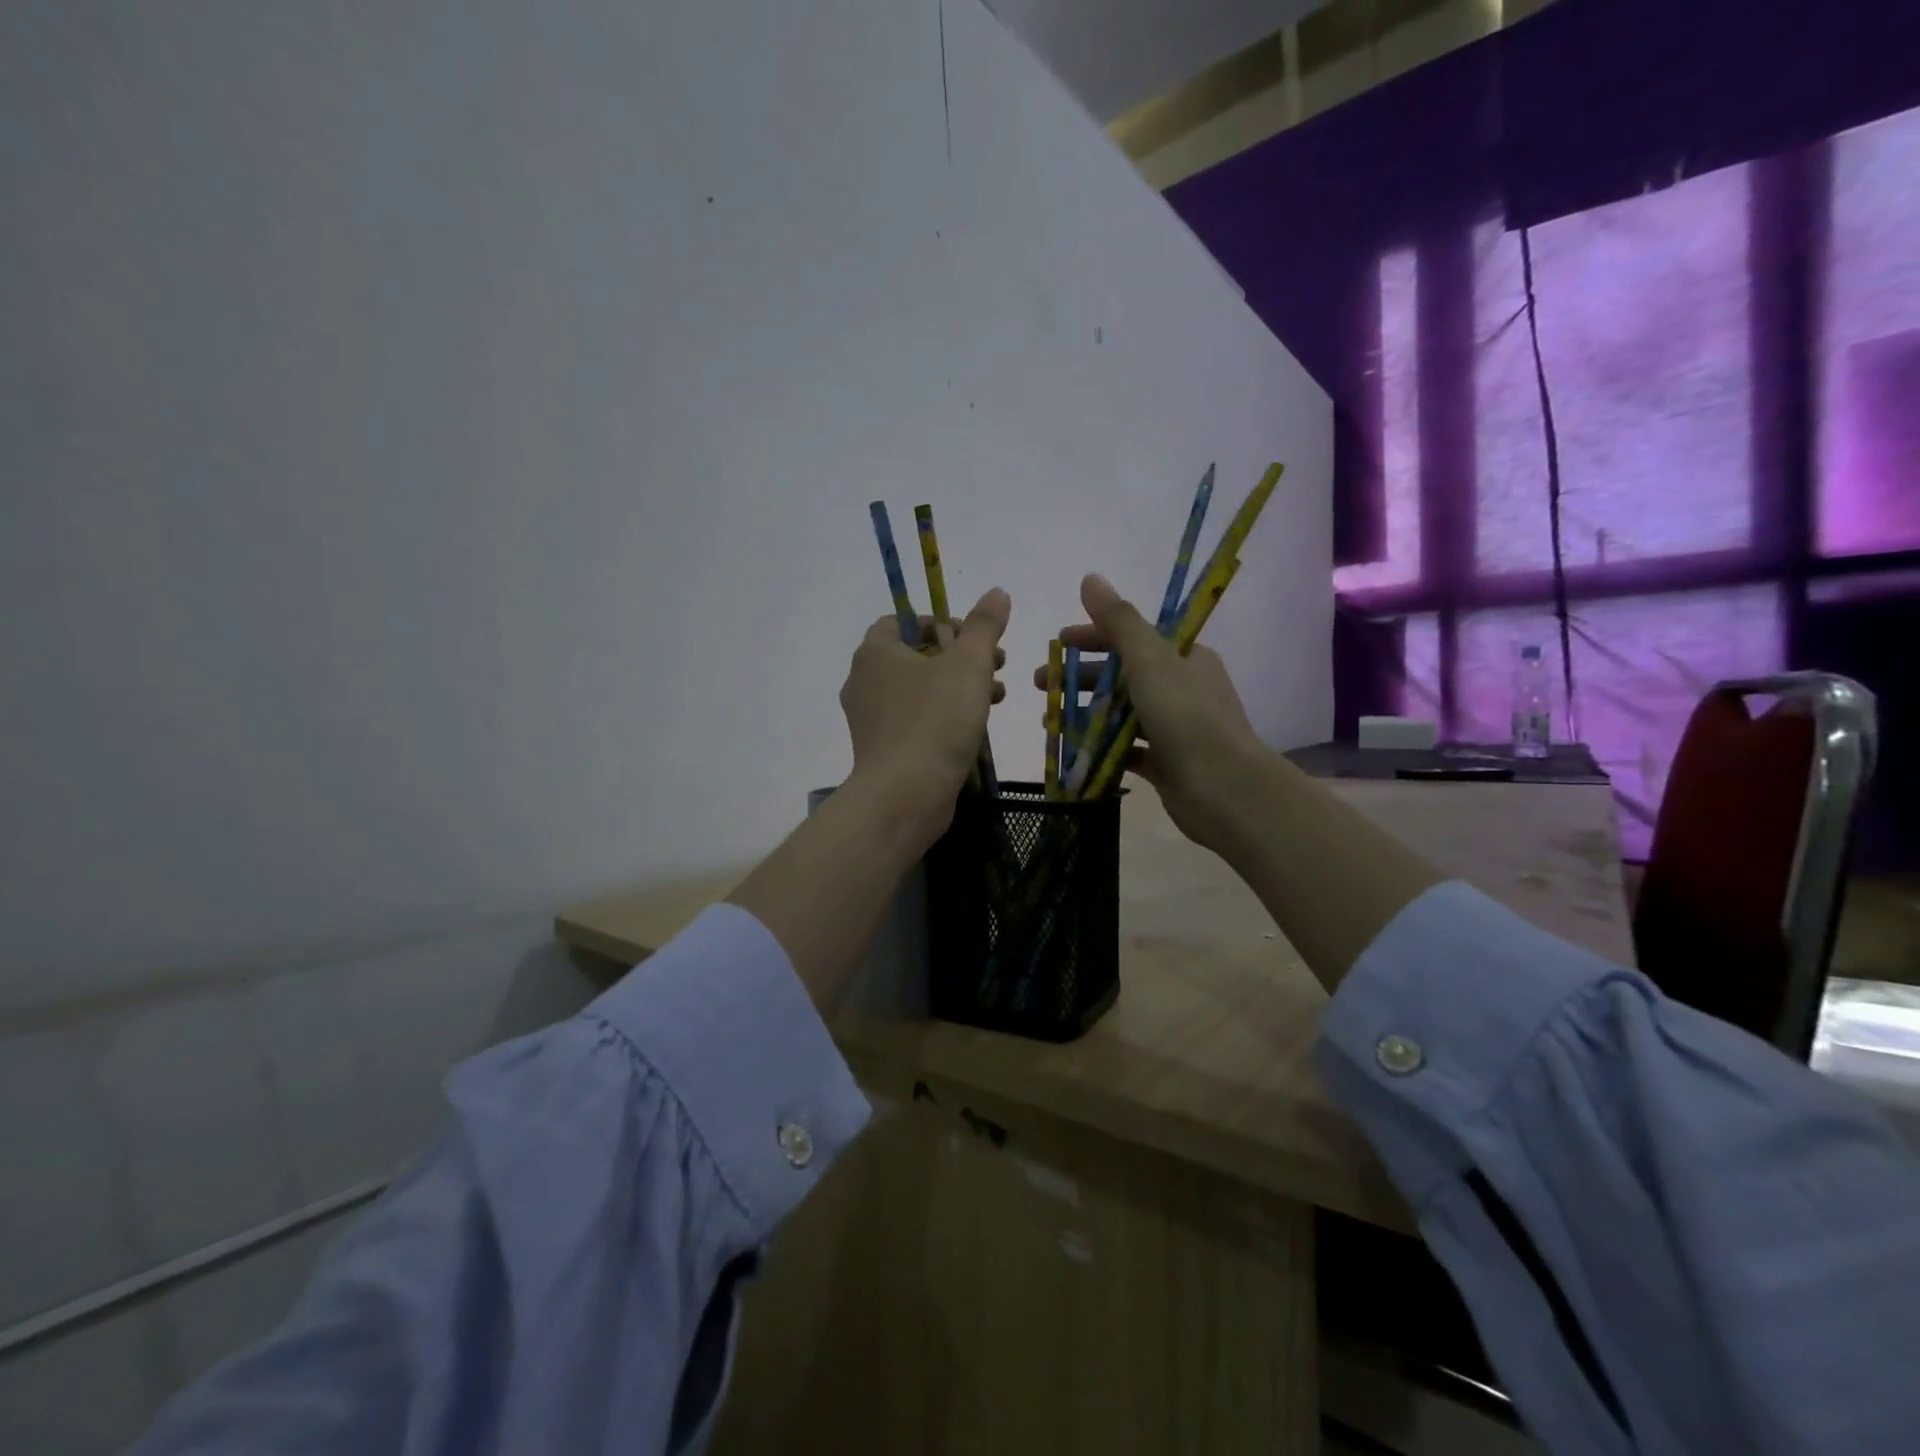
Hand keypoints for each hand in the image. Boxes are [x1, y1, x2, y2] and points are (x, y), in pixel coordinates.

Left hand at [842, 588, 1010, 840]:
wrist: (905, 795)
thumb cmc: (935, 720)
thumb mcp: (969, 664)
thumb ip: (984, 625)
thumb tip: (997, 592)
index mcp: (875, 652)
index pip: (903, 621)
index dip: (941, 623)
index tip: (974, 638)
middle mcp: (864, 681)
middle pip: (916, 655)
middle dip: (960, 656)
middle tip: (996, 663)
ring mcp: (870, 718)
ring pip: (919, 689)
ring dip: (958, 686)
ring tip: (998, 695)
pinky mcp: (882, 749)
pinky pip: (916, 719)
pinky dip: (944, 715)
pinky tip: (977, 725)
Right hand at [1037, 574, 1265, 855]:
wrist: (1224, 788)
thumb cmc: (1185, 716)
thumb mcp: (1149, 660)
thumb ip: (1118, 621)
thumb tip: (1090, 578)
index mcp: (1183, 658)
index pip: (1133, 638)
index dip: (1092, 637)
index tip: (1058, 643)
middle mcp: (1181, 688)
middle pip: (1122, 676)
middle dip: (1080, 679)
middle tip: (1040, 686)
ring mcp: (1174, 728)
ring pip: (1120, 714)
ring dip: (1084, 715)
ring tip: (1049, 723)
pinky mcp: (1166, 763)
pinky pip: (1126, 750)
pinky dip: (1100, 749)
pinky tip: (1074, 753)